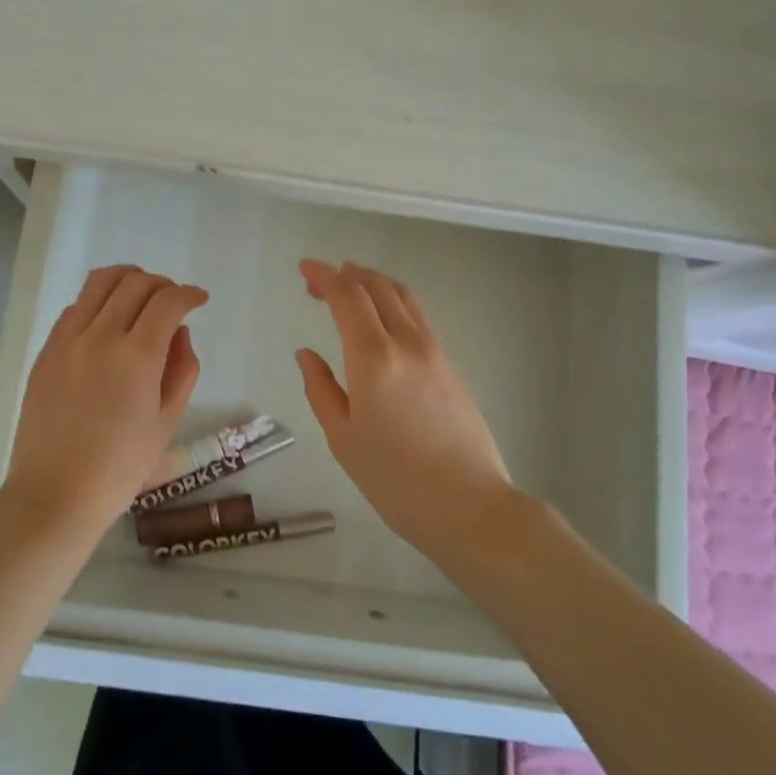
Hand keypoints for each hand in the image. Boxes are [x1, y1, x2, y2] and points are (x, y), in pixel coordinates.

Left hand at [4, 265, 208, 534]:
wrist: (54, 494)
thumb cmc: (120, 467)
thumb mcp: (167, 421)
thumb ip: (182, 369)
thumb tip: (178, 332)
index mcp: (137, 356)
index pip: (168, 301)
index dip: (189, 294)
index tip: (199, 300)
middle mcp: (100, 336)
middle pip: (135, 282)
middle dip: (162, 285)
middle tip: (173, 302)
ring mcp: (67, 340)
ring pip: (100, 282)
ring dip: (128, 280)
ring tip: (140, 298)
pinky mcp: (46, 350)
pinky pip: (76, 306)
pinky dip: (98, 302)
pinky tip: (107, 323)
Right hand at [295, 259, 513, 559]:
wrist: (470, 506)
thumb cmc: (395, 480)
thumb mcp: (344, 439)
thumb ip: (321, 389)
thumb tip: (307, 354)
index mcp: (374, 357)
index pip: (347, 296)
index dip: (324, 275)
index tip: (304, 268)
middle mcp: (407, 342)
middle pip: (378, 287)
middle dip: (346, 274)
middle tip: (320, 280)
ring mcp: (435, 352)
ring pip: (403, 297)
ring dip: (374, 283)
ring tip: (351, 287)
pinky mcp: (451, 366)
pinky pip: (417, 317)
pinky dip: (393, 303)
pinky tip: (382, 321)